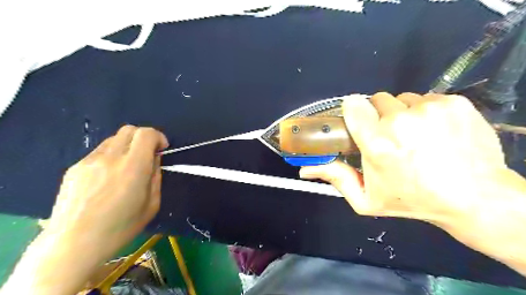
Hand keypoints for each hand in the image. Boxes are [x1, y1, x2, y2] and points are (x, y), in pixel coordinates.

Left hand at [47, 124, 167, 260]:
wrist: (72, 245)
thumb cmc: (120, 228)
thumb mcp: (152, 205)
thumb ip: (155, 177)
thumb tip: (154, 159)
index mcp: (133, 168)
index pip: (146, 134)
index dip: (158, 137)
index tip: (161, 149)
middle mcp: (111, 158)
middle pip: (129, 129)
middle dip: (144, 137)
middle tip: (147, 155)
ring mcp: (89, 161)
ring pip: (114, 139)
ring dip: (127, 146)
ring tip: (127, 168)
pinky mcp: (75, 168)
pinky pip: (99, 152)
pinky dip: (111, 156)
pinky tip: (108, 179)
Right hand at [300, 93, 509, 226]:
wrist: (474, 198)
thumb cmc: (412, 200)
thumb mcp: (366, 198)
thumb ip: (334, 178)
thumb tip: (304, 170)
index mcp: (377, 144)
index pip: (354, 105)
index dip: (354, 111)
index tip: (360, 122)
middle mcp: (400, 122)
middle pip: (377, 100)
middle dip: (379, 116)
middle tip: (389, 137)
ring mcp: (429, 109)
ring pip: (403, 99)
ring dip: (402, 114)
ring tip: (414, 136)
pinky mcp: (453, 102)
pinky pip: (427, 98)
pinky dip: (425, 111)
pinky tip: (435, 131)